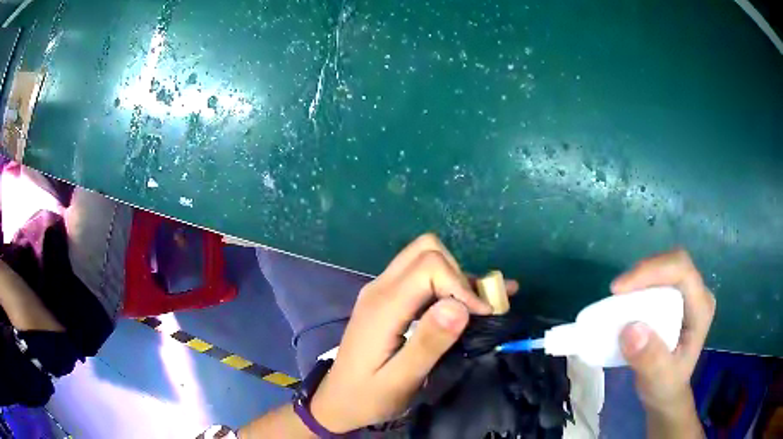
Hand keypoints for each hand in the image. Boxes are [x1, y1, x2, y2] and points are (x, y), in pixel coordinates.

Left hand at [309, 234, 517, 432]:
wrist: (338, 401)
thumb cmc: (368, 396)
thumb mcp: (400, 380)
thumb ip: (428, 343)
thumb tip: (459, 306)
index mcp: (383, 306)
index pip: (429, 266)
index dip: (461, 285)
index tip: (481, 315)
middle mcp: (380, 288)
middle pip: (426, 250)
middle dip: (459, 274)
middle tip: (474, 310)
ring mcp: (381, 291)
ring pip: (424, 257)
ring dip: (455, 276)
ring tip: (479, 305)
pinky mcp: (387, 299)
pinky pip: (419, 275)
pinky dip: (446, 282)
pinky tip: (466, 302)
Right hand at [612, 249, 715, 415]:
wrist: (666, 393)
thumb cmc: (665, 387)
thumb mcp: (658, 380)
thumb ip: (649, 358)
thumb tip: (630, 327)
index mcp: (701, 309)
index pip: (682, 272)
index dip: (652, 271)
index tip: (619, 290)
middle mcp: (698, 295)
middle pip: (674, 263)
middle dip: (646, 271)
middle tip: (618, 290)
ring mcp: (688, 295)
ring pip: (666, 267)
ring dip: (641, 276)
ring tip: (619, 296)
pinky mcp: (676, 299)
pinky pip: (659, 279)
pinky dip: (641, 284)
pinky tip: (627, 299)